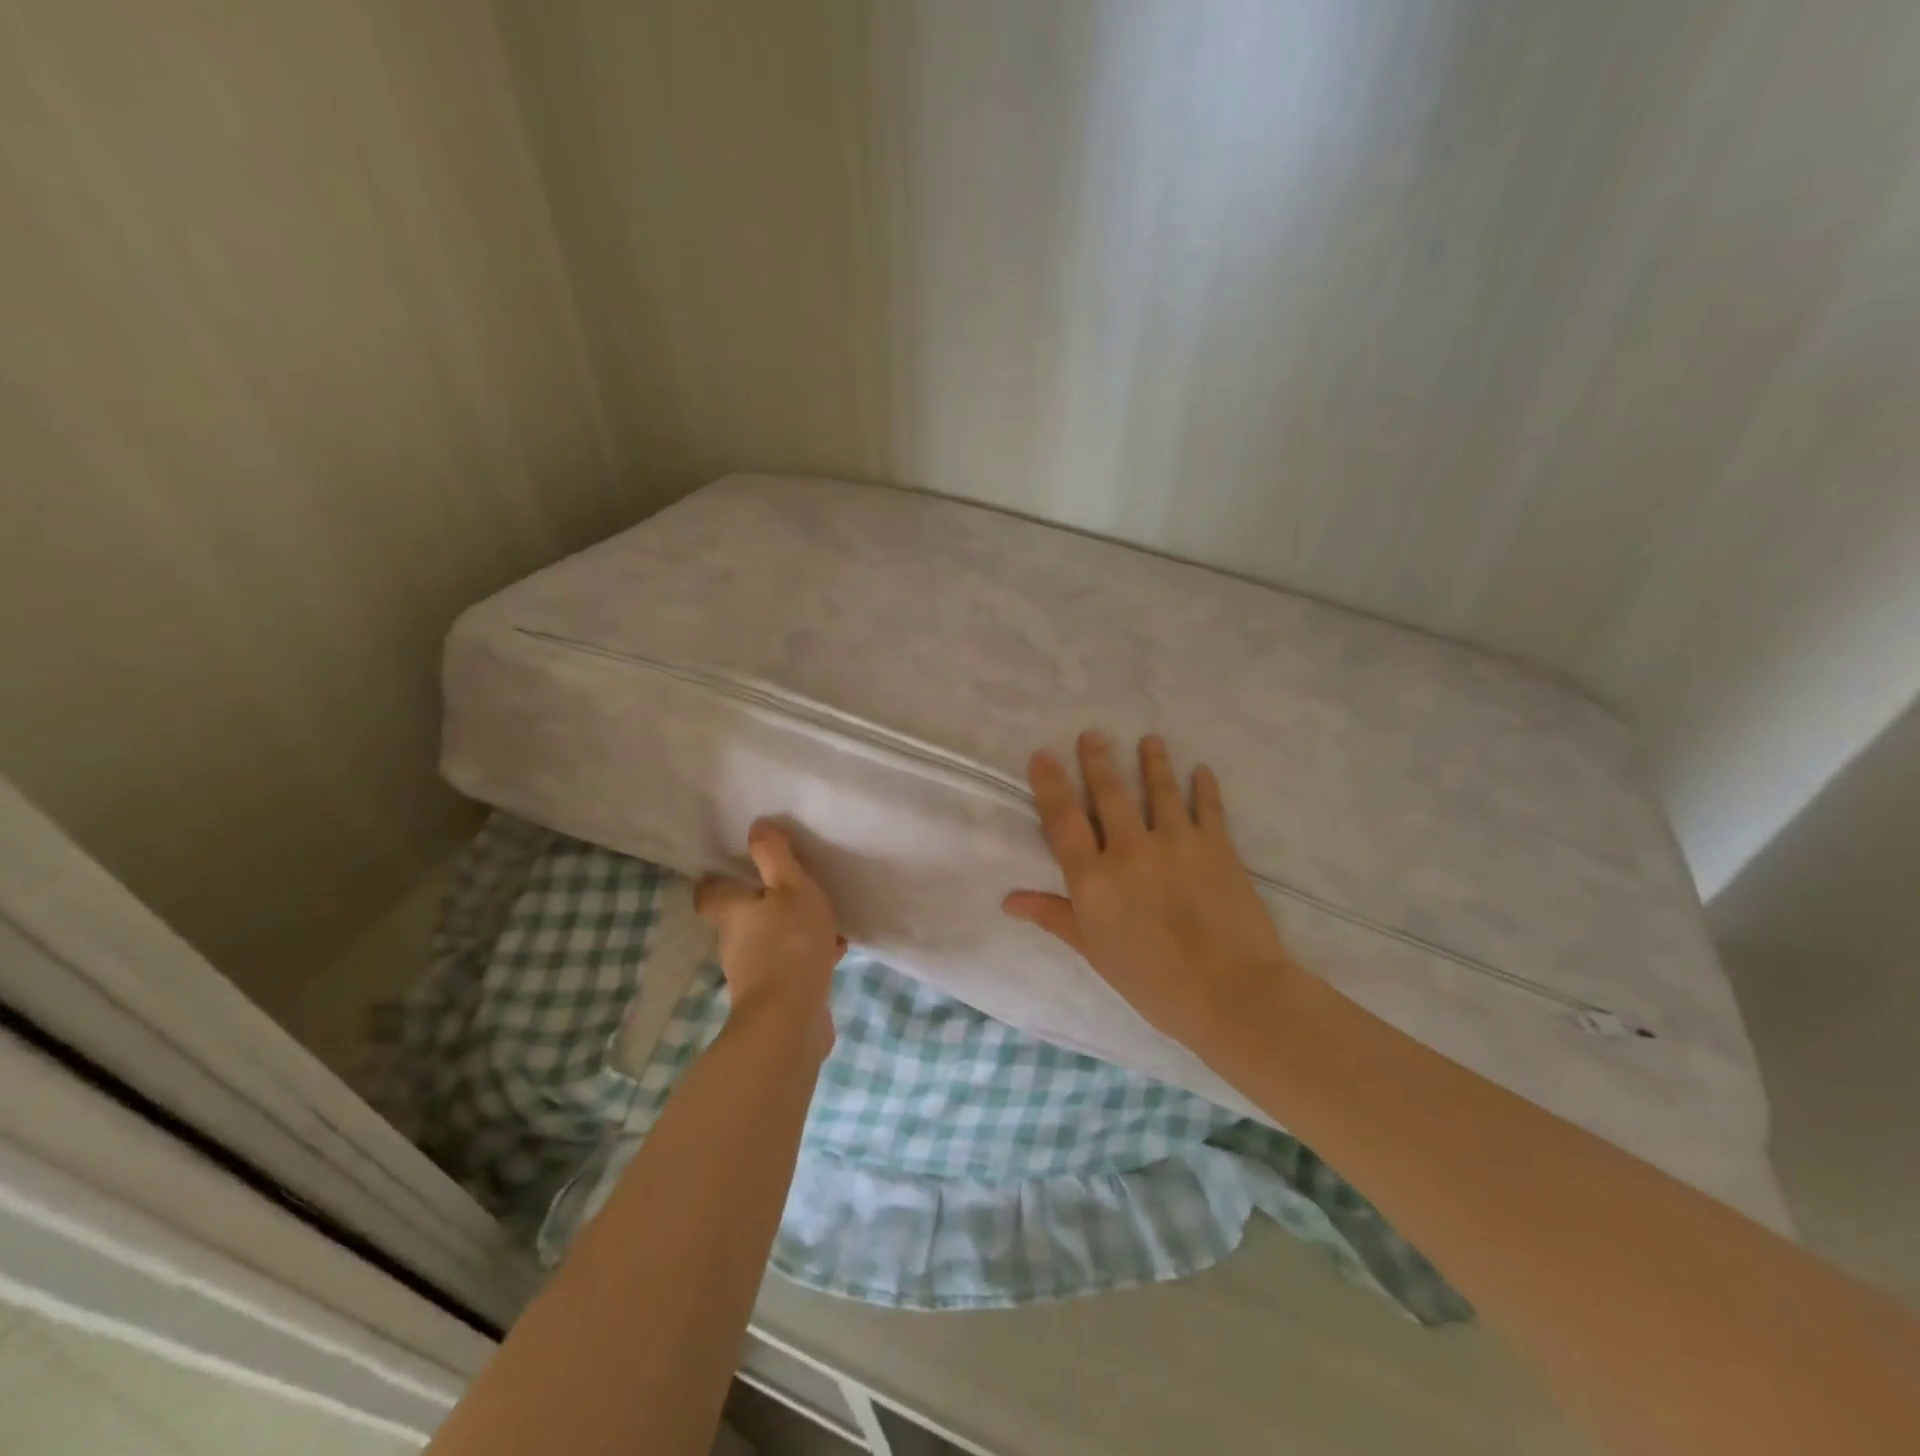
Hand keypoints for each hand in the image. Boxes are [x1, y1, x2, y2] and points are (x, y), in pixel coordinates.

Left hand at [695, 821, 845, 1050]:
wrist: (790, 1021)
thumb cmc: (789, 944)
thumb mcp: (791, 888)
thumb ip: (775, 857)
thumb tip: (756, 826)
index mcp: (732, 913)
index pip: (709, 893)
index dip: (717, 880)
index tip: (734, 867)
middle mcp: (735, 943)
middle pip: (741, 918)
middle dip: (763, 905)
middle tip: (789, 888)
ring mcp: (754, 973)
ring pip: (770, 941)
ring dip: (790, 930)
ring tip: (822, 920)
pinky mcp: (777, 996)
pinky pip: (791, 965)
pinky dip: (807, 956)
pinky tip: (834, 951)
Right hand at [1002, 732, 1297, 1056]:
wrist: (1230, 992)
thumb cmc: (1152, 981)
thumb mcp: (1094, 951)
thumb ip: (1054, 916)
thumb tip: (1009, 900)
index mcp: (1094, 878)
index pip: (1063, 819)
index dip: (1050, 784)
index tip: (1043, 755)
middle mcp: (1130, 849)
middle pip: (1109, 793)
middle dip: (1098, 760)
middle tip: (1093, 734)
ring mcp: (1176, 842)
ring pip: (1159, 789)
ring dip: (1153, 761)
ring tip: (1149, 740)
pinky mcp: (1217, 846)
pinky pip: (1208, 807)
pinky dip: (1204, 787)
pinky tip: (1202, 770)